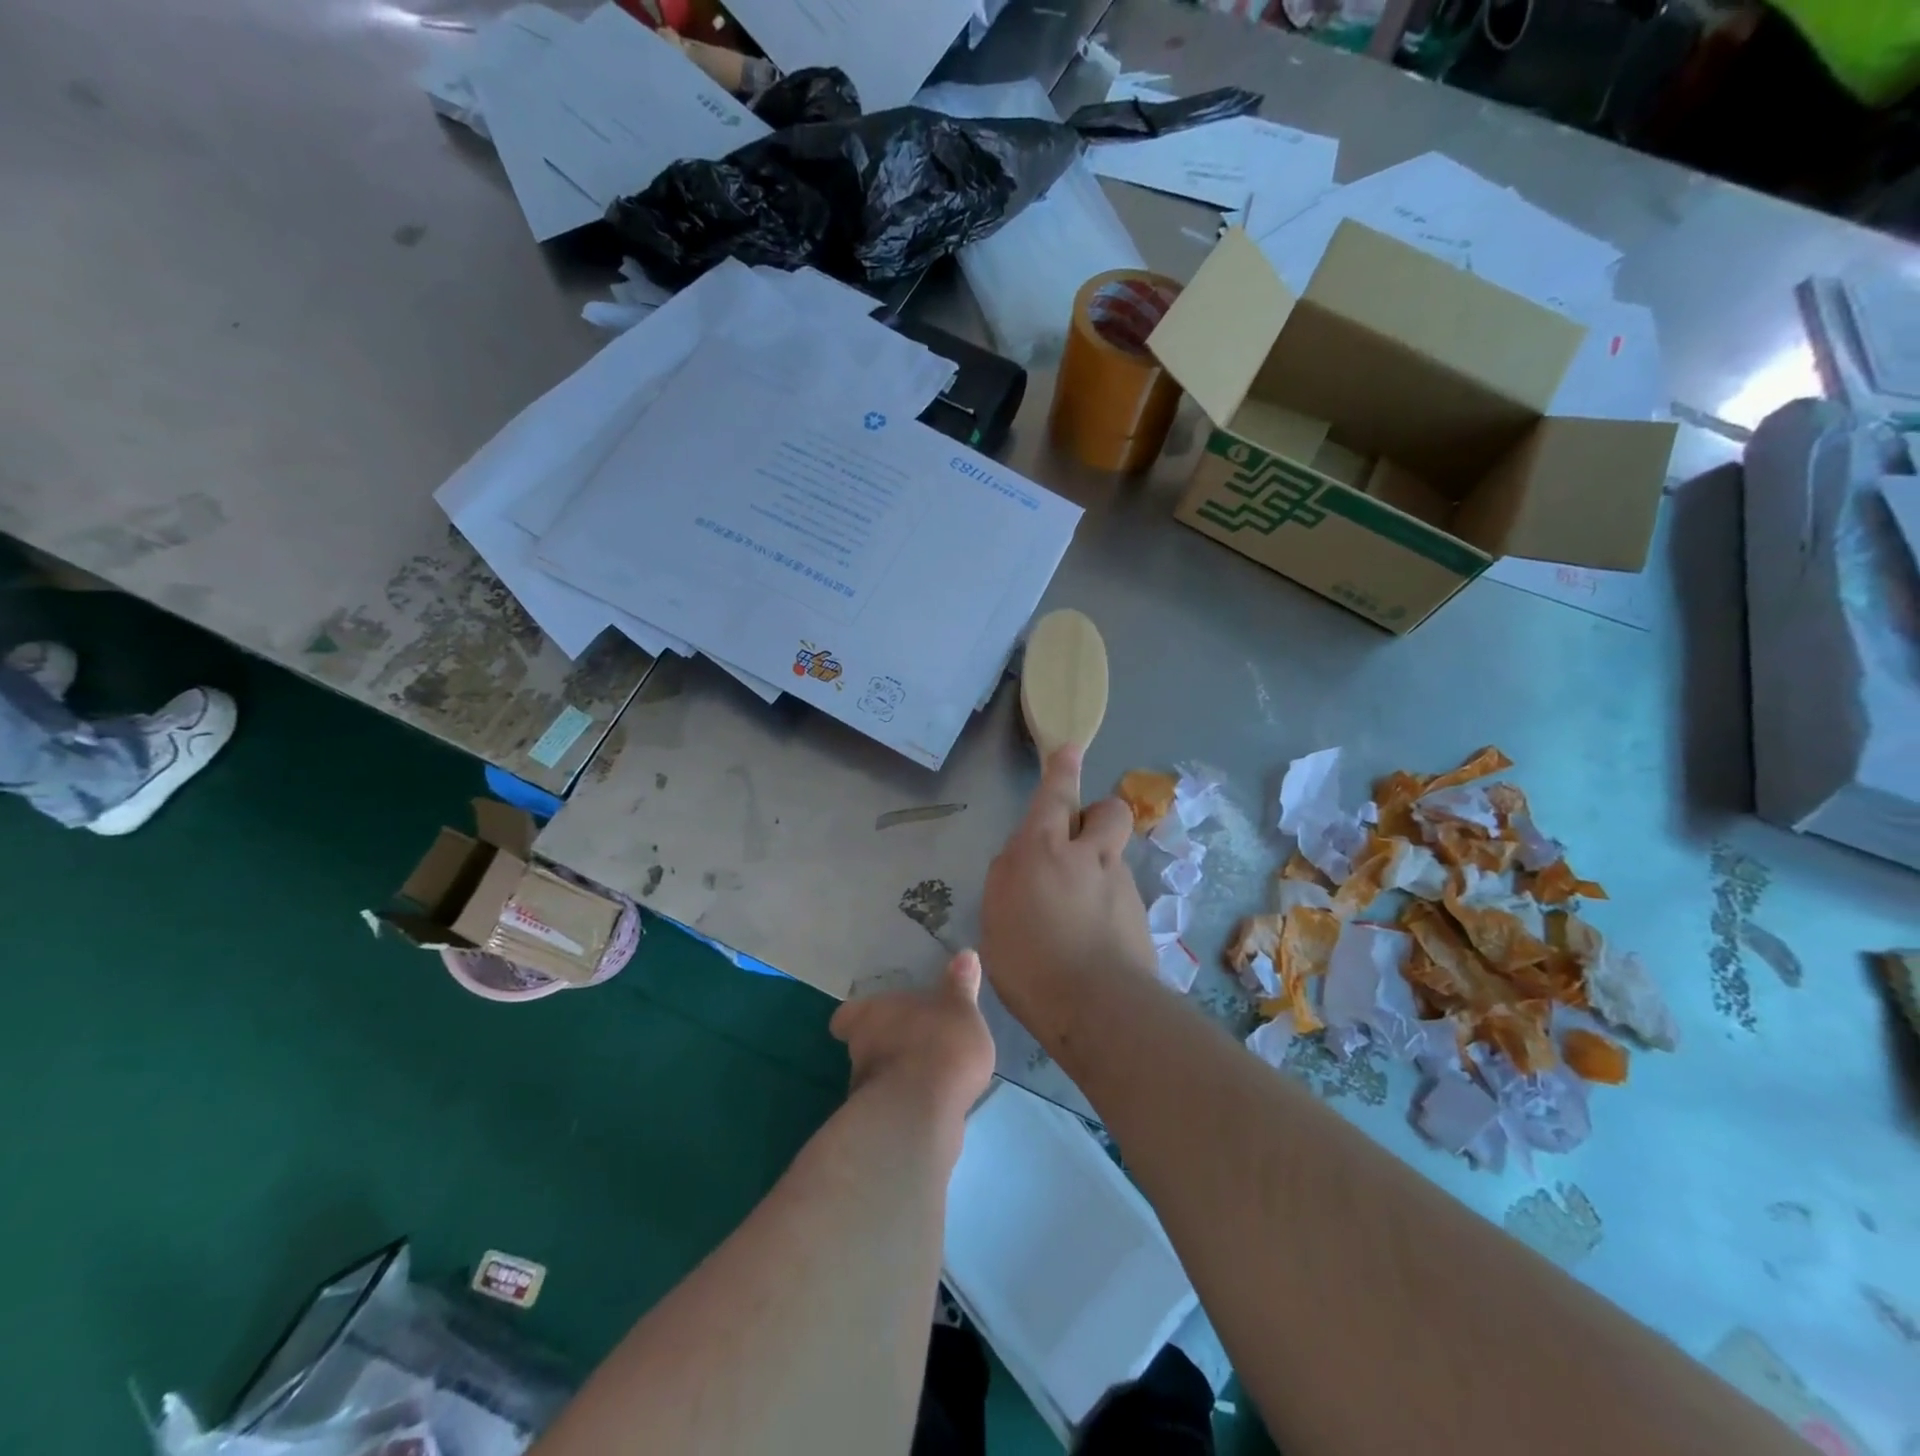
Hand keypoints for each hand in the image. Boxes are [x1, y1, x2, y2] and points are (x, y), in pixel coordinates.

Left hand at [831, 951, 994, 1128]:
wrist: (924, 1114)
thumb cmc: (940, 1044)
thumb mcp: (961, 1008)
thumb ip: (961, 985)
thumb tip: (966, 953)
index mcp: (870, 1014)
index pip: (847, 1015)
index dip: (858, 1018)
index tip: (872, 1018)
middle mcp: (859, 1050)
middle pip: (863, 1045)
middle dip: (885, 1046)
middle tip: (912, 1043)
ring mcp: (865, 1091)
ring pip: (877, 1077)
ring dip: (896, 1076)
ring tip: (927, 1076)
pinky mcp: (880, 1124)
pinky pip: (894, 1106)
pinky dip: (908, 1104)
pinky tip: (932, 1104)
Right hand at [980, 746, 1156, 1027]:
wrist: (1096, 1006)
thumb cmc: (1028, 961)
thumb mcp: (996, 915)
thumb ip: (1009, 877)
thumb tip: (1023, 859)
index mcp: (1044, 850)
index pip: (1056, 795)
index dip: (1062, 769)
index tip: (1070, 749)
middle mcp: (1088, 856)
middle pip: (1109, 811)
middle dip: (1098, 814)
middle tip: (1079, 841)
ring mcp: (1121, 884)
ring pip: (1114, 856)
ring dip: (1099, 867)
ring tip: (1077, 911)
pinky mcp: (1140, 914)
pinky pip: (1121, 892)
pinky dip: (1108, 903)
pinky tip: (1093, 938)